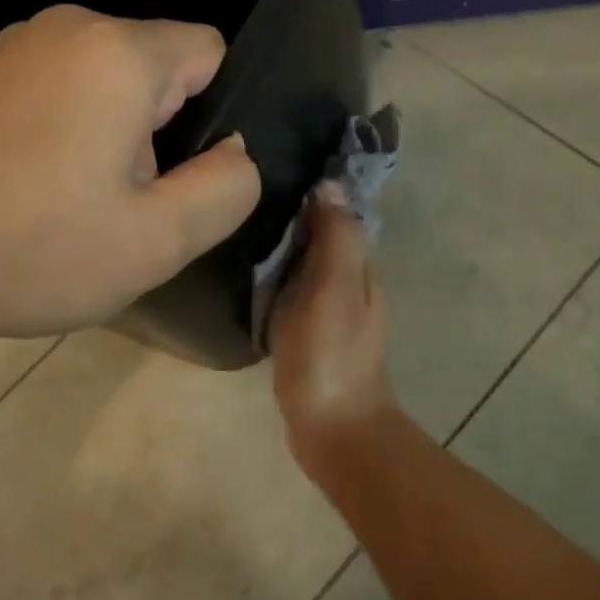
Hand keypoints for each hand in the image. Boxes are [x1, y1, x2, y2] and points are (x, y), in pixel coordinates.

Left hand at [0, 5, 261, 338]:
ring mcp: (16, 46)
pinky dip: (72, 133)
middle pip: (161, 69)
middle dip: (163, 132)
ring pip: (113, 83)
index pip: (211, 52)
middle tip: (125, 204)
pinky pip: (64, 90)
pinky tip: (36, 190)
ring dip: (118, 138)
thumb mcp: (159, 239)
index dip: (214, 116)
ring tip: (78, 203)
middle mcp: (68, 26)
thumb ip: (228, 187)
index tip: (175, 176)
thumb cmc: (30, 249)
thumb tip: (234, 151)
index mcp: (118, 51)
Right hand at [270, 183, 399, 465]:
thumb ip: (336, 238)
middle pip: (322, 240)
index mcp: (359, 269)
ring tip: (241, 229)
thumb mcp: (335, 288)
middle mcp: (349, 286)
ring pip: (306, 268)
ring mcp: (330, 315)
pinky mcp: (310, 338)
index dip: (314, 194)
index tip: (275, 171)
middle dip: (295, 218)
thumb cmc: (332, 354)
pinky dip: (277, 281)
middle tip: (245, 199)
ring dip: (284, 250)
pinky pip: (293, 295)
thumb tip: (329, 185)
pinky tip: (249, 278)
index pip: (339, 217)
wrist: (333, 428)